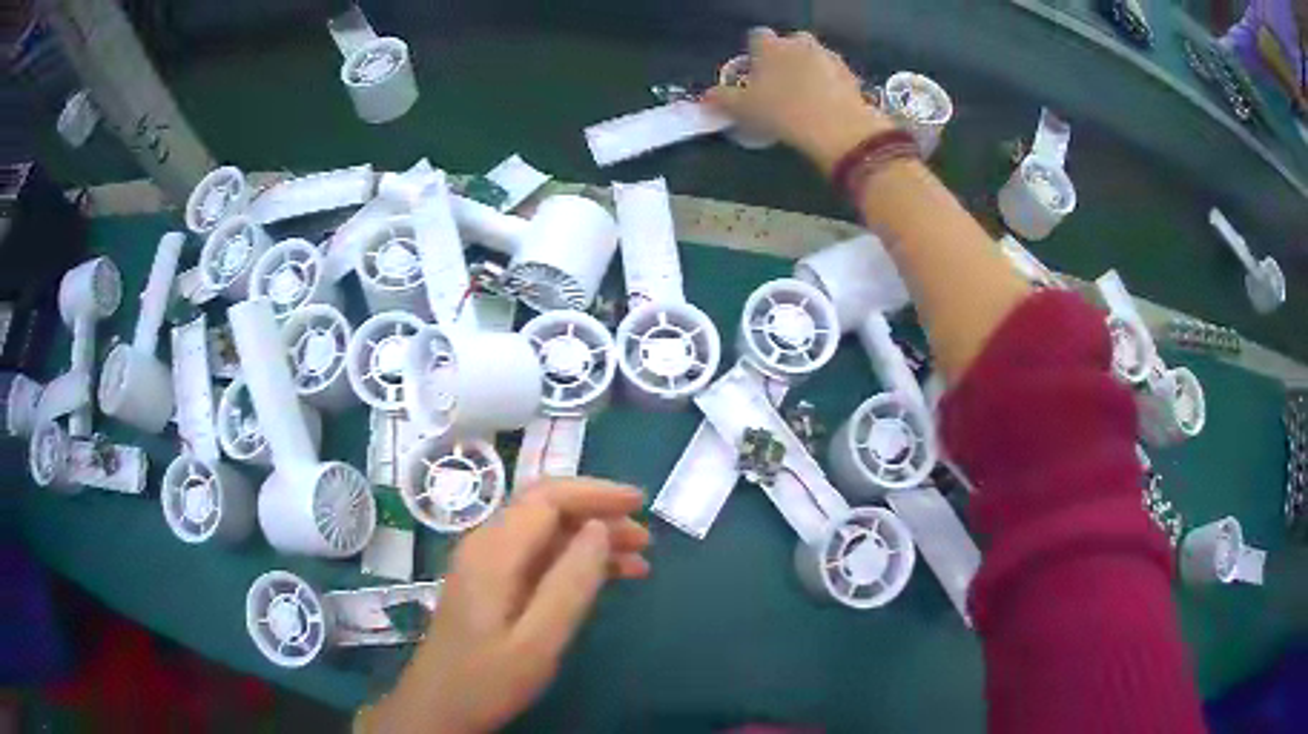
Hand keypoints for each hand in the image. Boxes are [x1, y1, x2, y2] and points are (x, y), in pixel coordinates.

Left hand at [364, 478, 649, 733]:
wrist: (438, 707)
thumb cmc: (488, 680)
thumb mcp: (538, 640)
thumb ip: (571, 583)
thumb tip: (601, 528)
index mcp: (494, 552)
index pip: (548, 498)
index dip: (596, 493)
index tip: (640, 504)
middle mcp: (487, 546)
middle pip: (546, 509)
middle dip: (598, 515)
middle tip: (646, 539)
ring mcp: (486, 565)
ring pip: (545, 534)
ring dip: (591, 540)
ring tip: (638, 561)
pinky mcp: (490, 584)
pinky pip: (538, 557)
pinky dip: (574, 561)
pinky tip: (606, 578)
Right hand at [705, 28, 894, 172]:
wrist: (838, 128)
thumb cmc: (782, 112)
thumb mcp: (744, 109)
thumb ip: (723, 99)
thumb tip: (707, 96)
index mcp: (771, 45)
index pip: (757, 37)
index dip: (754, 53)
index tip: (754, 73)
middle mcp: (800, 43)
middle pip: (789, 44)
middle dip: (784, 58)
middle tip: (779, 85)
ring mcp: (829, 56)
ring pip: (814, 58)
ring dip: (808, 71)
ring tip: (804, 98)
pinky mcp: (851, 74)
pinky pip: (834, 75)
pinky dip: (829, 85)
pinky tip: (825, 106)